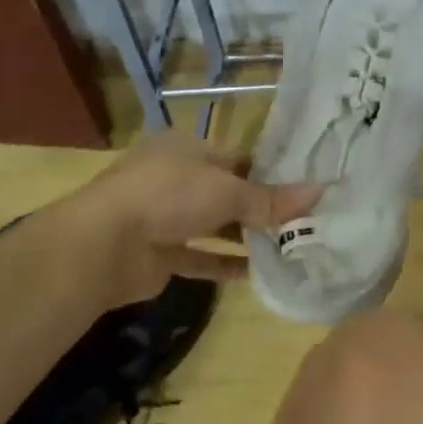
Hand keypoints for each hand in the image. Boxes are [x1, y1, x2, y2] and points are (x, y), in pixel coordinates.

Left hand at [53, 133, 319, 306]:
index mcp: (187, 149)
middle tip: (303, 222)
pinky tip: (257, 274)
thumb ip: (271, 199)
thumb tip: (319, 192)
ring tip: (288, 248)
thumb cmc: (168, 196)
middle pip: (227, 192)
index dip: (270, 172)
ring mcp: (163, 217)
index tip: (304, 189)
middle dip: (261, 208)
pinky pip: (199, 257)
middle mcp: (175, 178)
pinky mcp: (159, 253)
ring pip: (213, 225)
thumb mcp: (227, 191)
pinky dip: (224, 264)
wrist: (103, 244)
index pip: (237, 158)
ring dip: (245, 237)